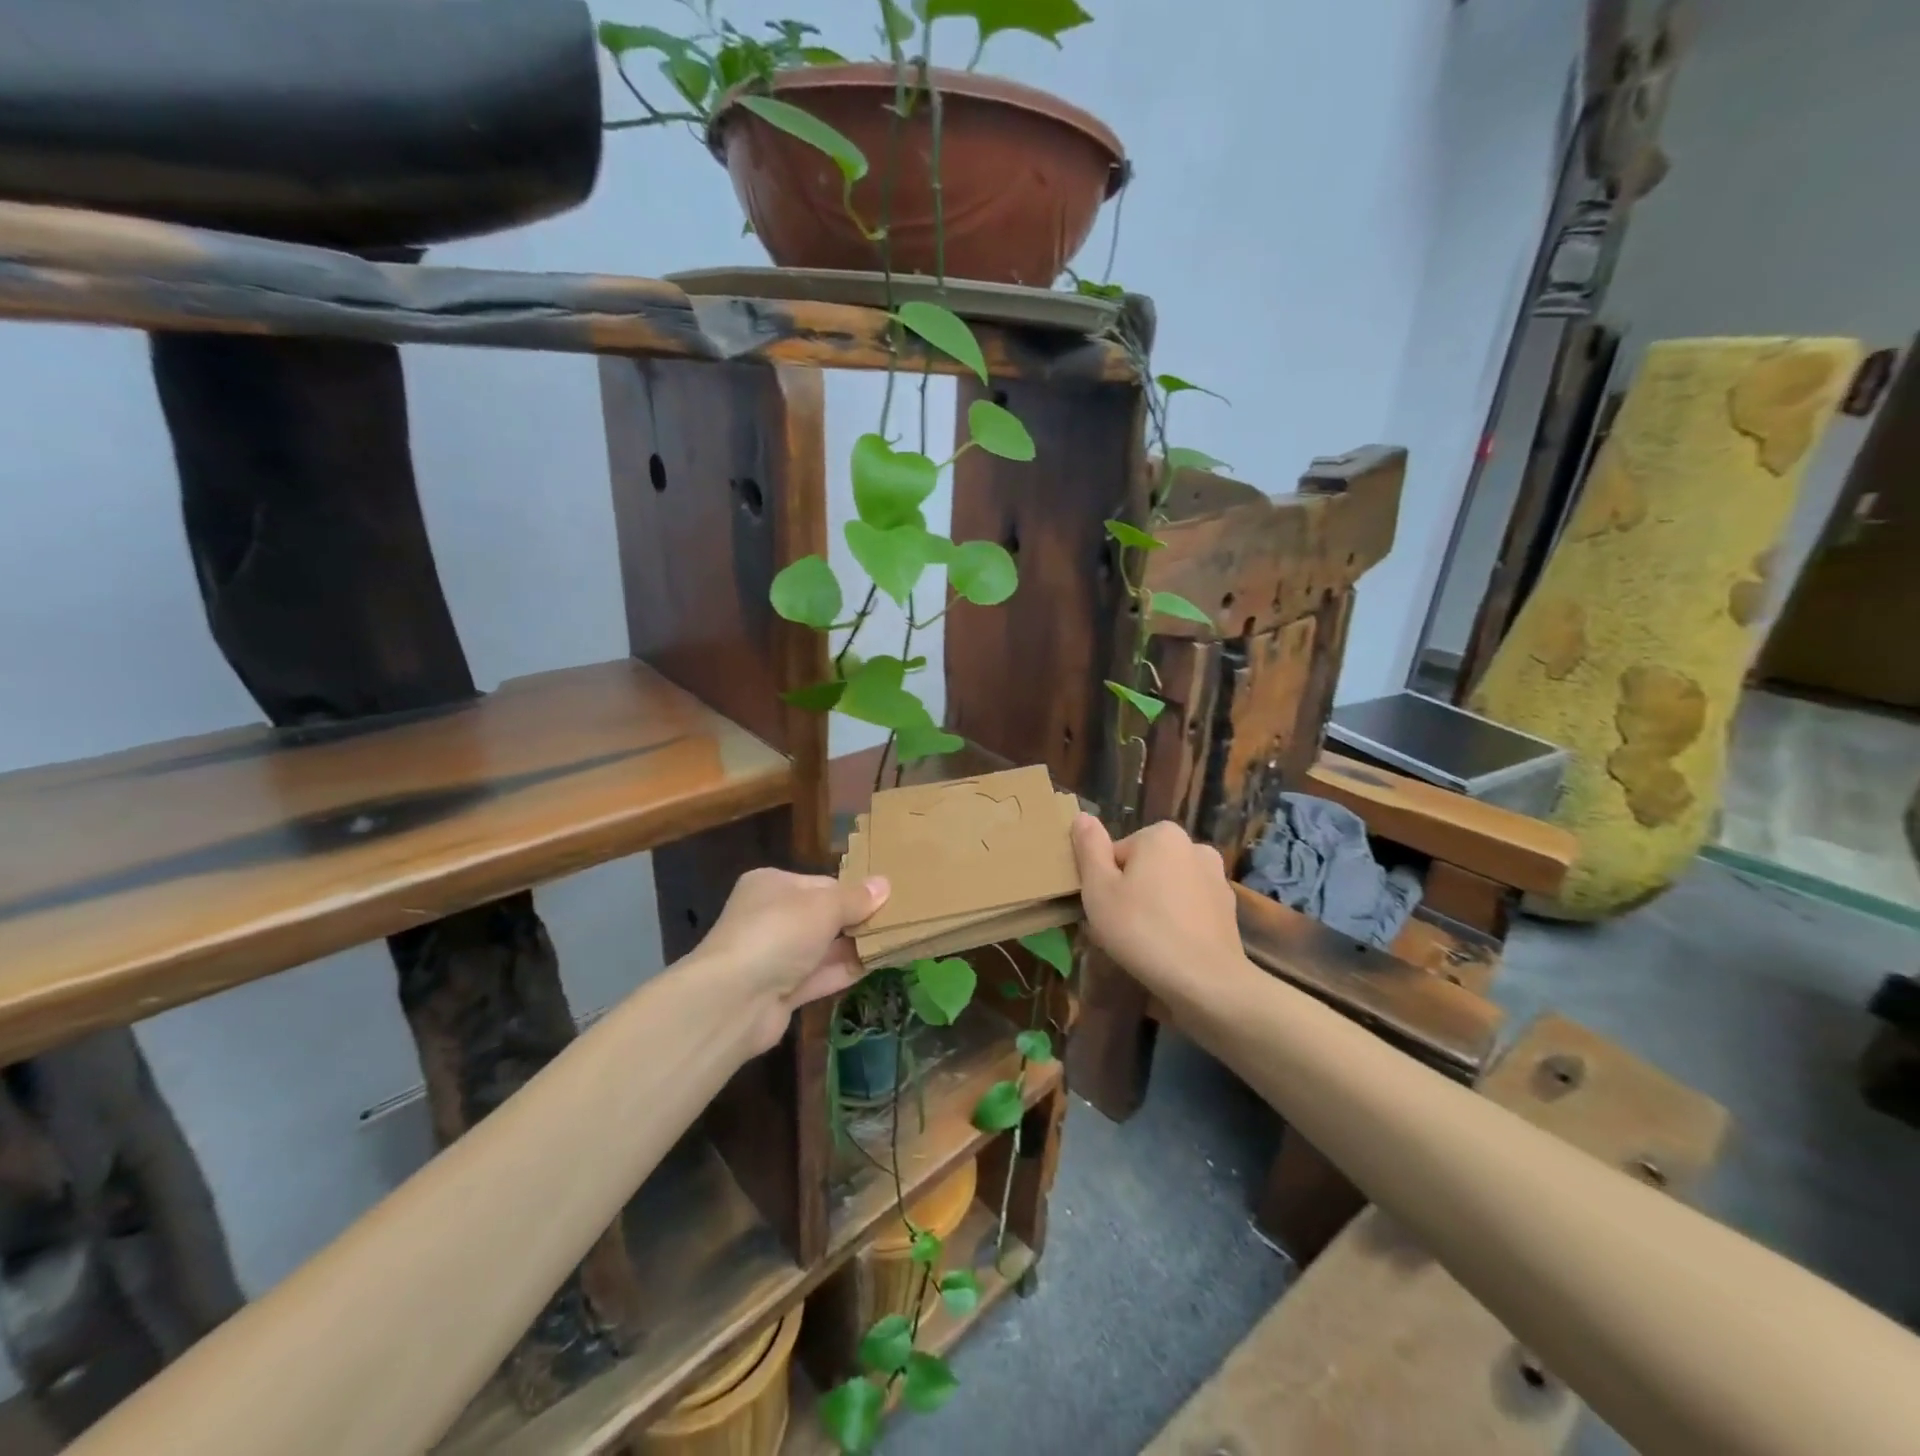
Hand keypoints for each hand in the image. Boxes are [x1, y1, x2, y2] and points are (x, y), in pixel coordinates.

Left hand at [695, 867, 889, 1053]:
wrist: (735, 999)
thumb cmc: (779, 933)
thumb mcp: (824, 907)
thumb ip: (856, 898)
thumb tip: (885, 884)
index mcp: (772, 884)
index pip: (821, 884)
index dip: (853, 893)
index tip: (886, 901)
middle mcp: (770, 917)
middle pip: (822, 916)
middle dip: (856, 922)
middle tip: (898, 923)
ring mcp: (774, 956)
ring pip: (823, 948)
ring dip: (854, 948)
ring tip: (897, 943)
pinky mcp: (780, 991)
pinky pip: (818, 976)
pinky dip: (844, 972)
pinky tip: (877, 966)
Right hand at [1071, 814, 1249, 1014]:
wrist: (1205, 981)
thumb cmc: (1142, 930)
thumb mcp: (1098, 889)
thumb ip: (1089, 848)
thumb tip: (1082, 817)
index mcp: (1161, 835)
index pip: (1117, 853)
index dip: (1104, 882)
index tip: (1104, 909)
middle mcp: (1194, 846)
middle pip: (1144, 866)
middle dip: (1130, 892)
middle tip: (1119, 928)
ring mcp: (1216, 878)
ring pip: (1167, 887)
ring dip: (1153, 906)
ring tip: (1143, 943)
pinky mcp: (1227, 909)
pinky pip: (1188, 907)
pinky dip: (1176, 921)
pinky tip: (1168, 949)